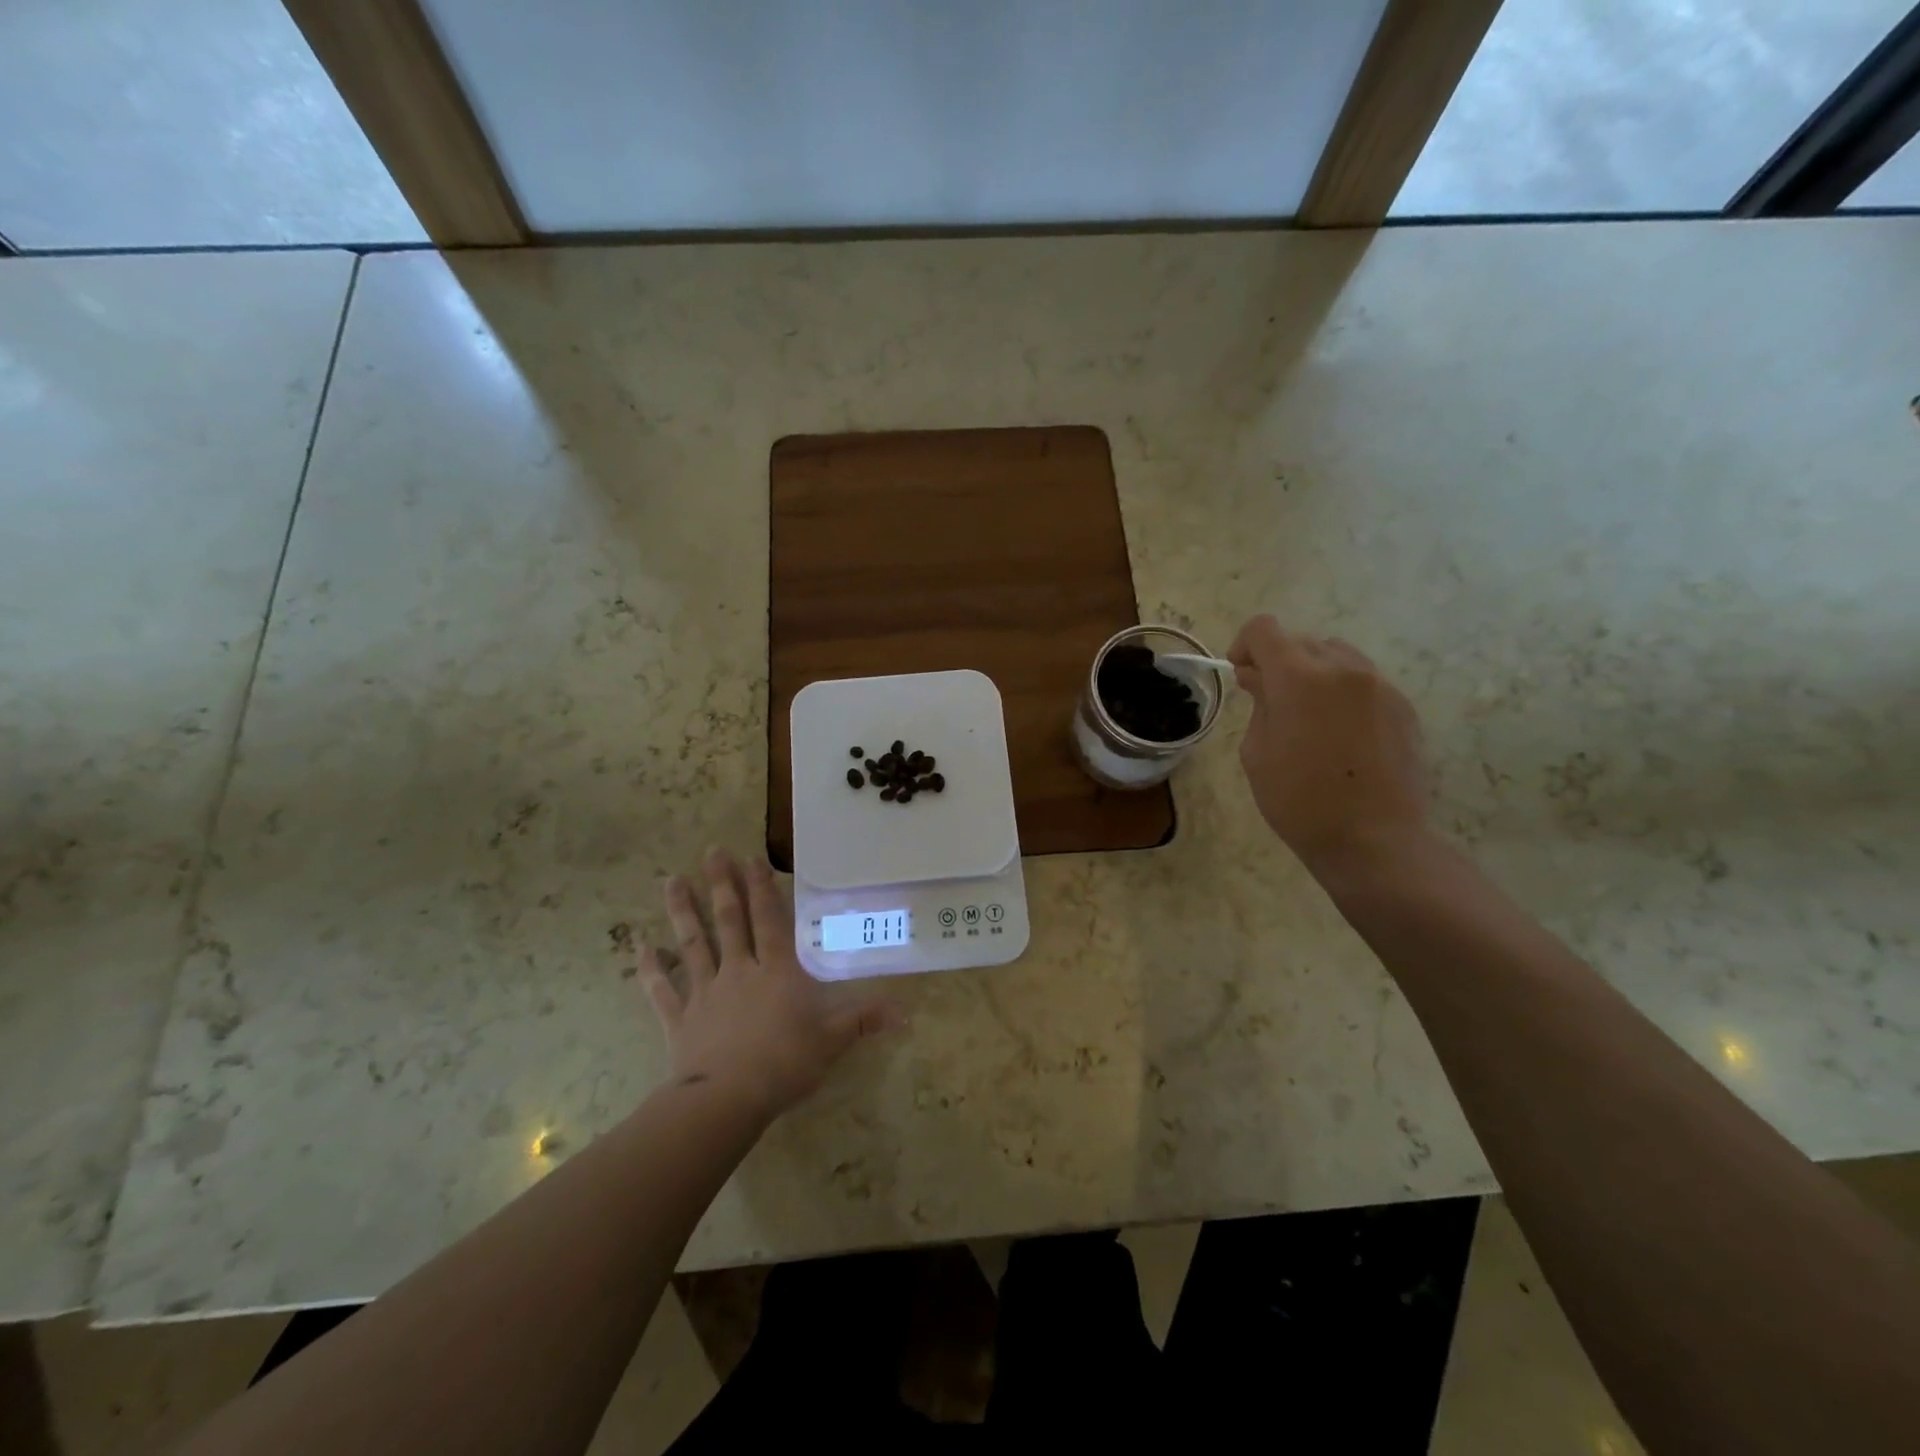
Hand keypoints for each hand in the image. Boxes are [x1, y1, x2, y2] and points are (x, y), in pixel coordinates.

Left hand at [640, 848, 903, 1122]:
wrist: (727, 1099)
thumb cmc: (785, 1063)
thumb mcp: (833, 1040)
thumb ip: (864, 1019)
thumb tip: (906, 1011)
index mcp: (776, 971)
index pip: (769, 919)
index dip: (761, 887)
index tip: (749, 857)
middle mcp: (739, 971)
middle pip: (729, 920)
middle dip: (721, 884)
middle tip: (711, 852)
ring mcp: (705, 992)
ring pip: (693, 943)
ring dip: (682, 912)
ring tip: (671, 881)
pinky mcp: (680, 1018)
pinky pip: (662, 989)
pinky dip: (651, 968)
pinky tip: (640, 947)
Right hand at [1227, 615, 1429, 878]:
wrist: (1374, 840)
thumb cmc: (1299, 801)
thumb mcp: (1257, 753)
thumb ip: (1259, 704)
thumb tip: (1262, 679)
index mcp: (1299, 678)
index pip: (1264, 629)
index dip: (1245, 646)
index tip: (1243, 676)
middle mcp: (1343, 669)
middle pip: (1302, 641)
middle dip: (1279, 663)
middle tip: (1271, 703)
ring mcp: (1379, 685)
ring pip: (1337, 657)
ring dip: (1314, 674)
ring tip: (1309, 717)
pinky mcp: (1403, 706)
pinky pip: (1364, 683)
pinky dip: (1343, 694)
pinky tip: (1340, 736)